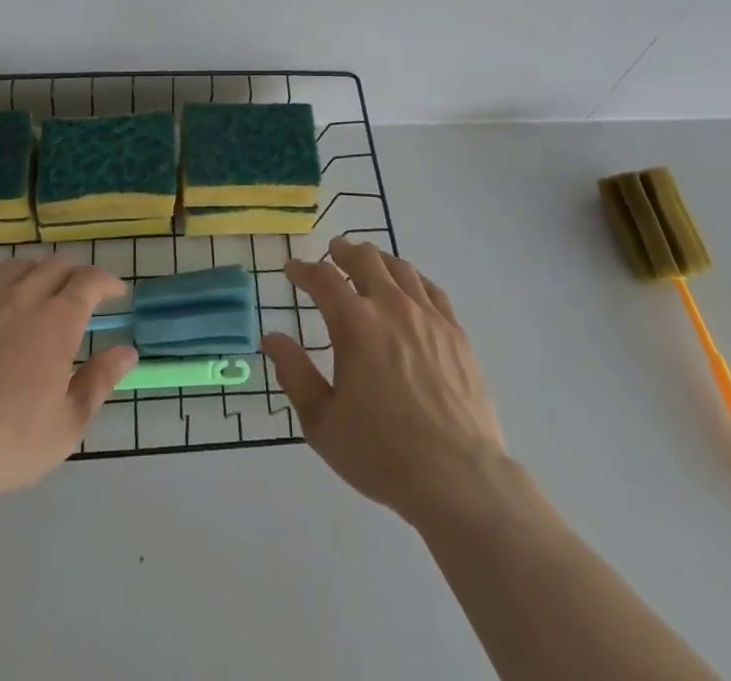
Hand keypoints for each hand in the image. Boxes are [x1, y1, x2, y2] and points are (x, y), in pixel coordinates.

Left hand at [0, 256, 138, 505]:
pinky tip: (0, 294)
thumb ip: (100, 381)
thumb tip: (128, 351)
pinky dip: (1, 277)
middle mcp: (23, 297)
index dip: (107, 282)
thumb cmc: (9, 443)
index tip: (116, 293)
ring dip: (39, 271)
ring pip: (19, 265)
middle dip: (76, 274)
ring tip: (42, 290)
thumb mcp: (67, 424)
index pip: (89, 281)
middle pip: (55, 265)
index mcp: (57, 320)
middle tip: (82, 294)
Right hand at [263, 238, 513, 527]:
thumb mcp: (322, 422)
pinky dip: (413, 278)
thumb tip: (272, 338)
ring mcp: (428, 317)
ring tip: (369, 262)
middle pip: (365, 259)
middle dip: (344, 251)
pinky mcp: (456, 333)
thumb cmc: (382, 453)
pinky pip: (432, 289)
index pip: (323, 279)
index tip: (292, 268)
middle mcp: (391, 307)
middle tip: (333, 252)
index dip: (304, 270)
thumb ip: (294, 374)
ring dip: (378, 259)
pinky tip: (411, 286)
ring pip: (400, 268)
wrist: (458, 478)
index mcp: (355, 324)